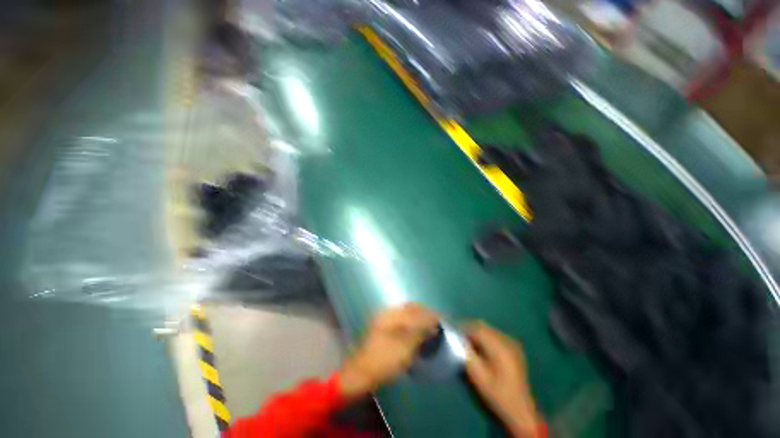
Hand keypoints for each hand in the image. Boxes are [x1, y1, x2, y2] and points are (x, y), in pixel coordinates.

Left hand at [339, 303, 438, 399]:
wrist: (360, 372)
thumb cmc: (382, 361)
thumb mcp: (404, 350)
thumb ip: (419, 335)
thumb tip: (433, 326)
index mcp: (393, 316)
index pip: (416, 310)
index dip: (430, 314)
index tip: (441, 319)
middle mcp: (389, 313)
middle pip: (411, 307)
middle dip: (425, 312)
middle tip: (437, 319)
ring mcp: (385, 318)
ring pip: (406, 311)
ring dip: (419, 315)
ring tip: (429, 322)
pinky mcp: (383, 326)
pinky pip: (402, 317)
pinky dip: (412, 320)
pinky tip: (416, 327)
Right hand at [464, 321, 541, 437]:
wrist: (521, 410)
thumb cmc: (497, 394)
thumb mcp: (478, 377)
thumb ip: (467, 354)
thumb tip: (457, 339)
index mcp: (500, 347)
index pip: (477, 329)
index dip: (463, 327)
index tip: (453, 331)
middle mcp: (507, 341)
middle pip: (484, 326)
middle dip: (469, 328)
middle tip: (459, 336)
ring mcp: (513, 343)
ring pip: (489, 329)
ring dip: (477, 332)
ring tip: (468, 341)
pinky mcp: (515, 348)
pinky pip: (496, 335)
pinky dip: (485, 336)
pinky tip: (481, 347)